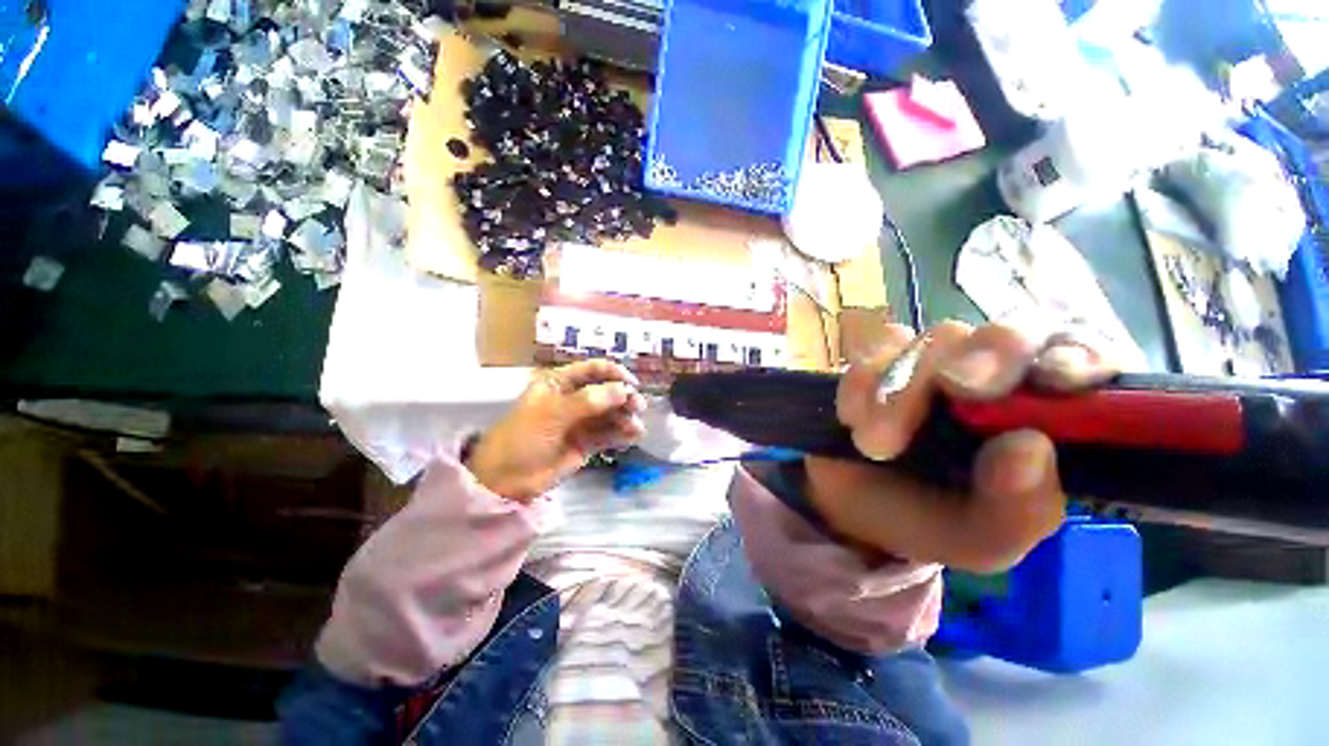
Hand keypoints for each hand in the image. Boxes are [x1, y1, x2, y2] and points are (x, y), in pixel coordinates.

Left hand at [466, 360, 646, 501]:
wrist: (506, 480)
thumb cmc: (523, 437)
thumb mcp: (553, 413)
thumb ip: (589, 400)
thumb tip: (624, 390)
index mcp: (560, 383)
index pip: (592, 370)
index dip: (614, 373)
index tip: (632, 384)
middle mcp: (573, 398)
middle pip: (606, 391)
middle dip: (623, 397)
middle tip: (638, 407)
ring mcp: (580, 421)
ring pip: (610, 414)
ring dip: (625, 417)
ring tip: (636, 428)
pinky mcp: (586, 443)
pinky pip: (608, 434)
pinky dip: (622, 434)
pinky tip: (633, 437)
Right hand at [805, 322, 1117, 573]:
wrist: (848, 505)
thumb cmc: (923, 520)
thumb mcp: (979, 539)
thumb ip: (1016, 511)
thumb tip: (1028, 445)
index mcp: (1040, 422)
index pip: (1086, 365)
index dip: (1079, 356)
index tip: (1057, 379)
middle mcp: (994, 379)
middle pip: (1009, 334)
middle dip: (985, 357)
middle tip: (954, 386)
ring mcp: (932, 361)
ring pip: (935, 340)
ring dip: (900, 390)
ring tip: (875, 444)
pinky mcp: (878, 357)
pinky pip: (874, 347)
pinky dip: (860, 382)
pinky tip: (851, 419)